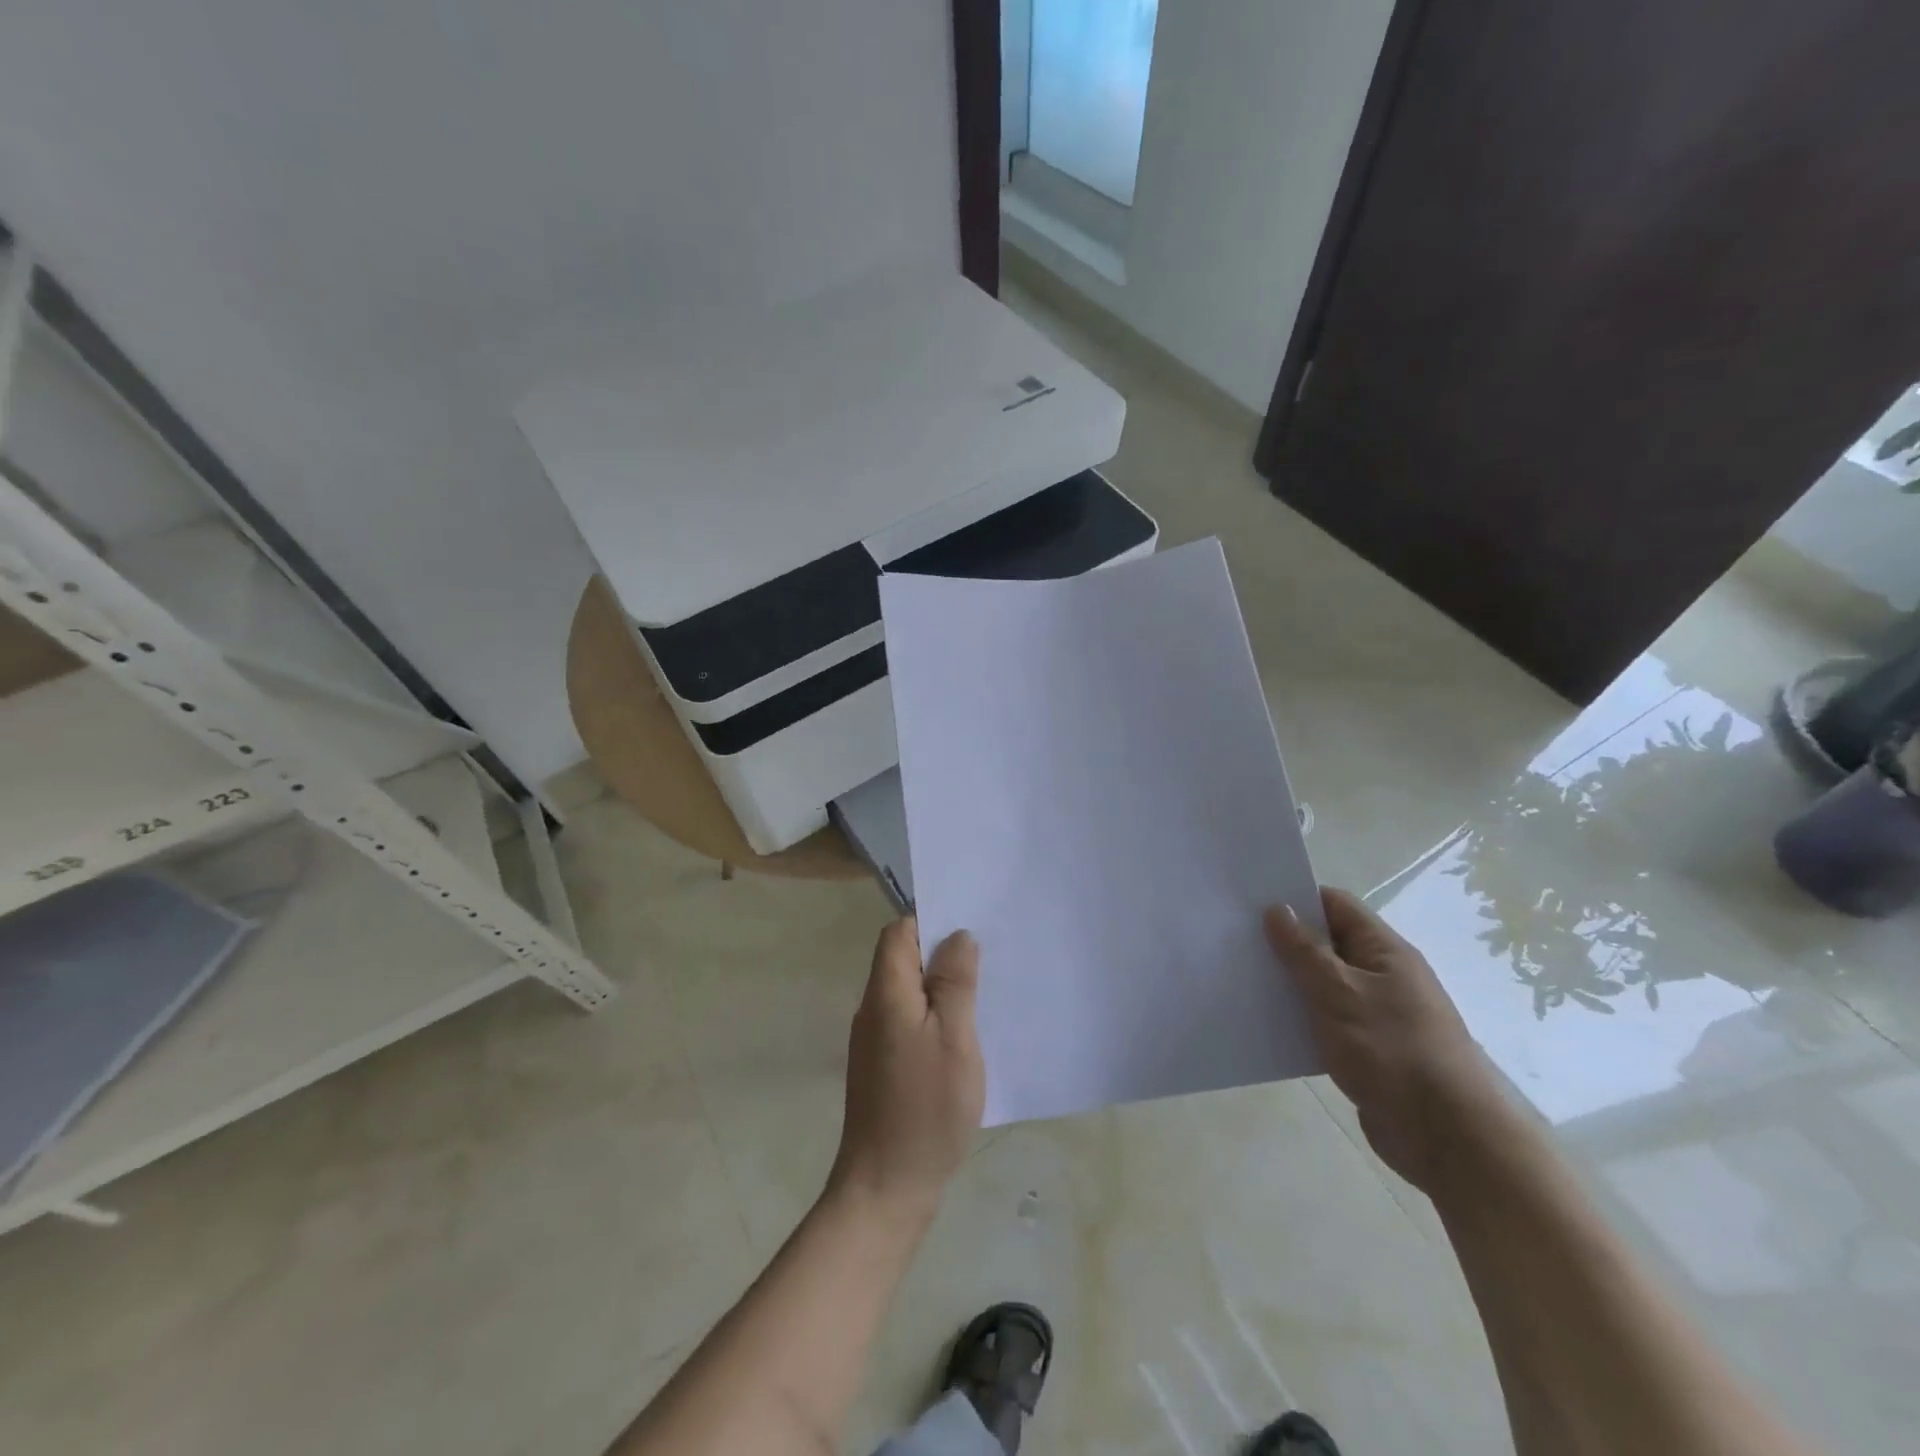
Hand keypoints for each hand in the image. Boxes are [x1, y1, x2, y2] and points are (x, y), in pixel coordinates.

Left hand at [828, 918, 984, 1221]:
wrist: (886, 1186)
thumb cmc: (926, 1108)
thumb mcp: (954, 1038)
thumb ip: (954, 983)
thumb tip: (957, 935)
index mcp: (886, 993)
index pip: (898, 933)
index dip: (930, 921)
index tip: (969, 927)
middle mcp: (873, 1009)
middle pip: (902, 959)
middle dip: (941, 954)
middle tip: (987, 959)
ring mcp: (874, 1039)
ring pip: (908, 992)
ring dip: (940, 986)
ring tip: (982, 993)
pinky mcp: (882, 1066)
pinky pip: (909, 1021)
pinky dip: (934, 1016)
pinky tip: (964, 1034)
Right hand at [1264, 887, 1503, 1193]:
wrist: (1446, 1138)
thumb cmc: (1393, 1051)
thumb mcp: (1339, 993)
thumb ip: (1304, 950)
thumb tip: (1276, 908)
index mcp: (1384, 951)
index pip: (1335, 905)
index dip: (1295, 898)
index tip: (1250, 903)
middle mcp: (1382, 975)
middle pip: (1326, 943)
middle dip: (1284, 941)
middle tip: (1234, 941)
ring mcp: (1375, 1013)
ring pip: (1322, 984)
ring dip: (1289, 982)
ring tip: (1241, 979)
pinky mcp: (1366, 1049)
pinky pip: (1324, 1020)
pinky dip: (1299, 1017)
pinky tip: (1266, 1022)